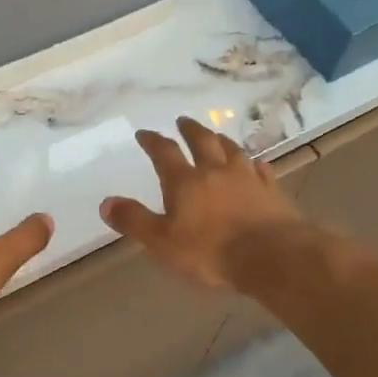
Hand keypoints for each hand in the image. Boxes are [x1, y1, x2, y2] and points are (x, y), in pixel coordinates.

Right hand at [101, 117, 306, 291]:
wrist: (272, 256)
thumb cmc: (210, 251)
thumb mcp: (161, 242)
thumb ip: (134, 220)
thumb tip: (105, 202)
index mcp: (185, 182)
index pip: (164, 153)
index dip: (153, 141)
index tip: (145, 133)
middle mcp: (216, 171)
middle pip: (202, 141)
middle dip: (190, 129)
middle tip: (183, 120)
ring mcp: (247, 179)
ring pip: (233, 150)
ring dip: (221, 140)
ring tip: (216, 135)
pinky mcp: (272, 192)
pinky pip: (262, 171)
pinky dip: (255, 164)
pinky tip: (256, 164)